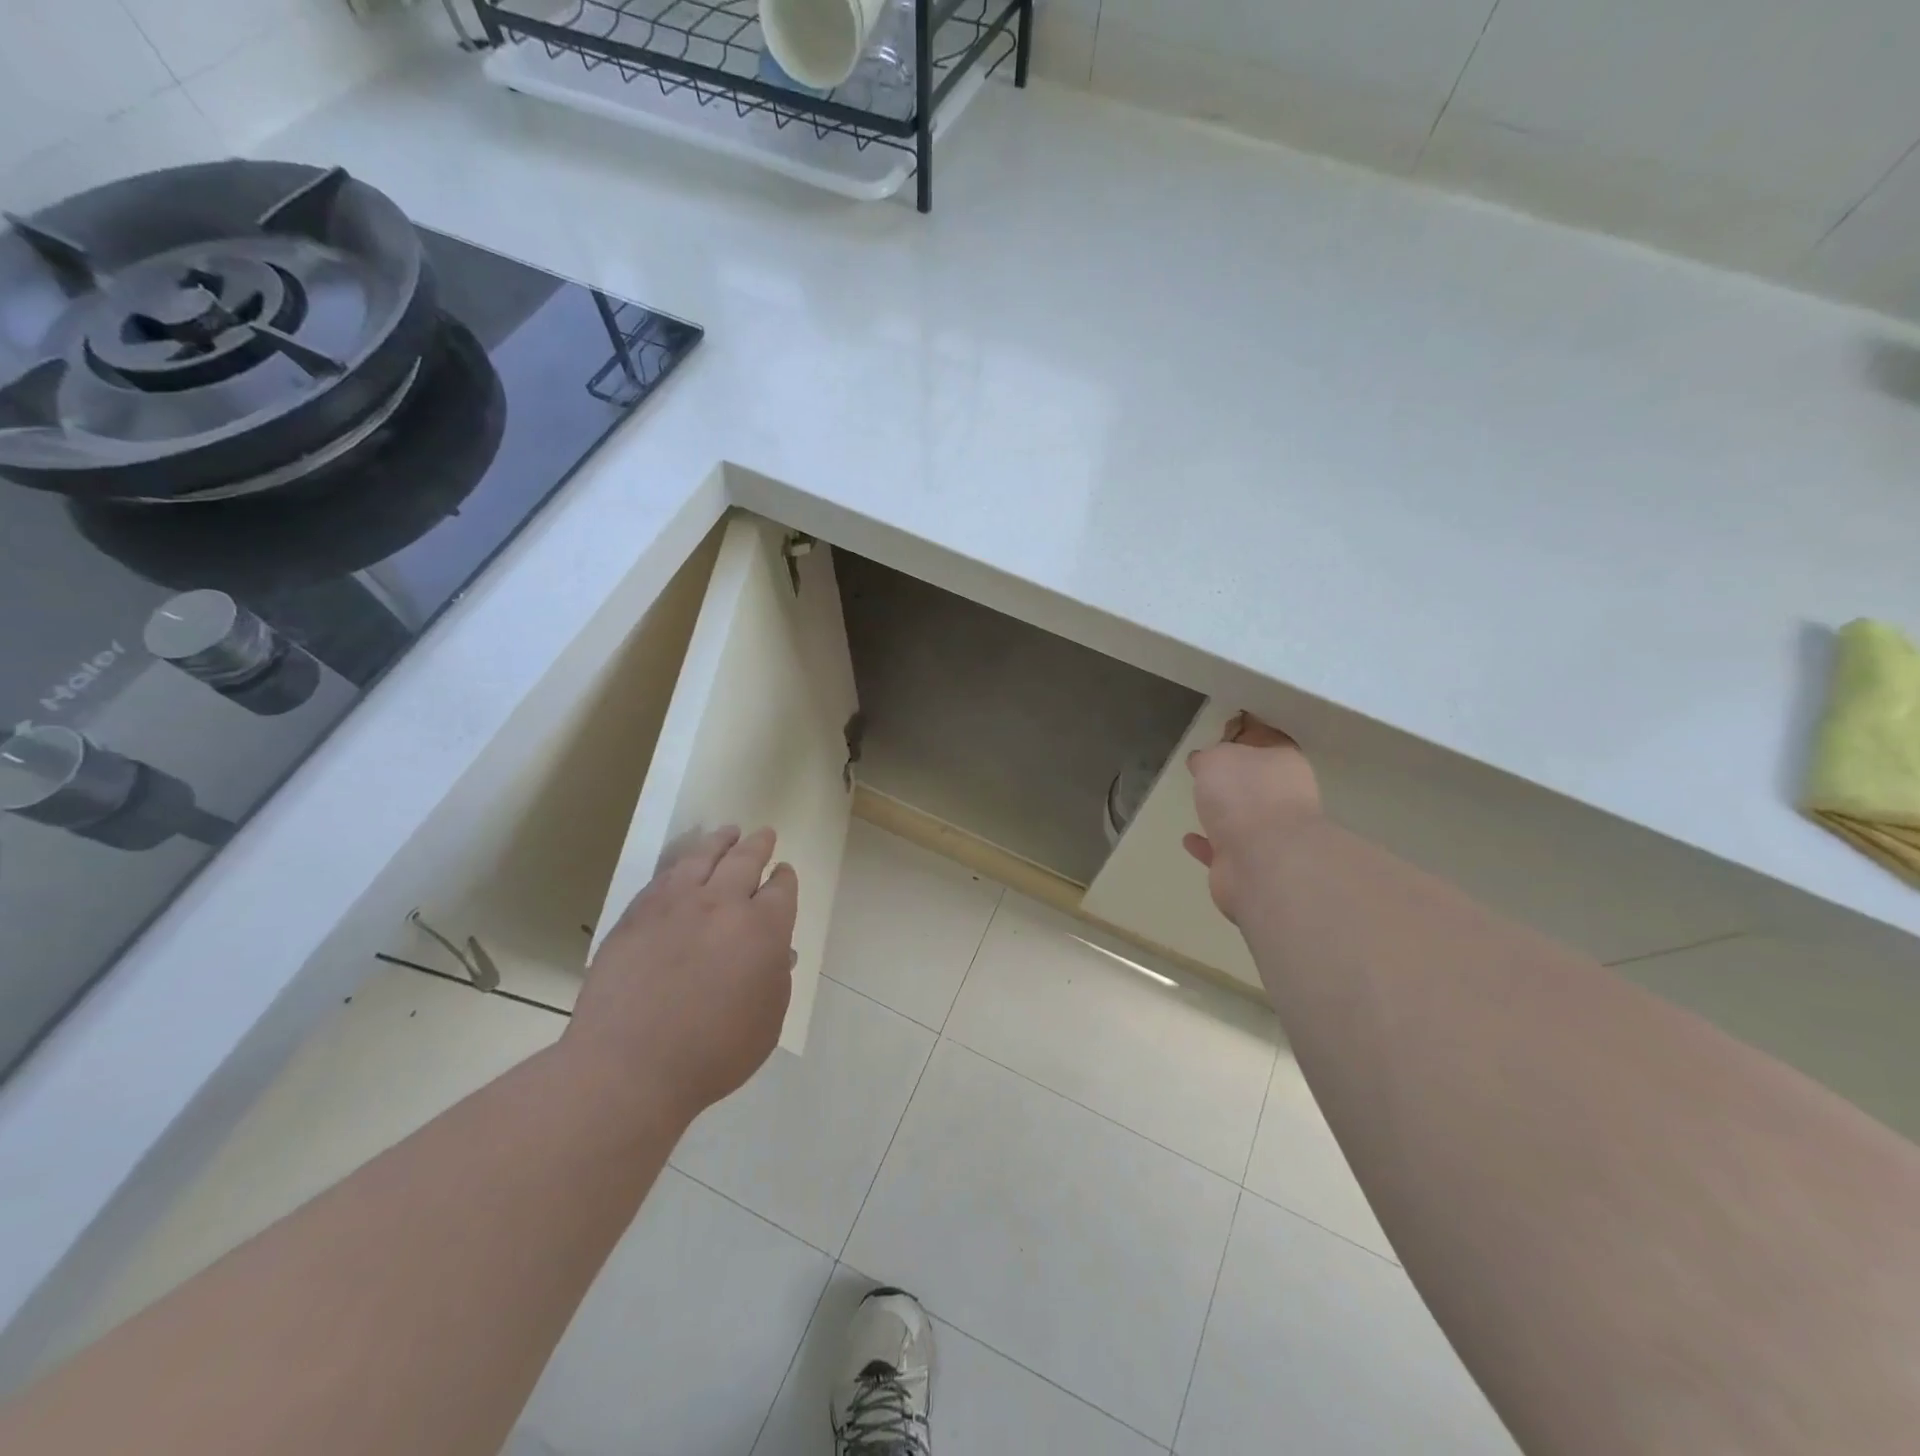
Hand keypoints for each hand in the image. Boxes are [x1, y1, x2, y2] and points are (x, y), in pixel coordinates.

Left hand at [562, 826, 796, 1126]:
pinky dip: (682, 864)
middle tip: (764, 834)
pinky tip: (684, 865)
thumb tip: (777, 952)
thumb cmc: (712, 1053)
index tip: (784, 872)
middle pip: (745, 860)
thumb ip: (777, 978)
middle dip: (759, 845)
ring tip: (728, 832)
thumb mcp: (767, 1022)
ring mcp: (676, 905)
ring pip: (703, 857)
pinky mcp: (637, 914)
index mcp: (763, 928)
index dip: (785, 878)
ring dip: (720, 841)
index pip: (781, 889)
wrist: (629, 1067)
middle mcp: (723, 904)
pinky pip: (665, 877)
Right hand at [1183, 713, 1319, 922]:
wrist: (1262, 861)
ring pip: (1244, 819)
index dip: (1244, 740)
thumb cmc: (1243, 795)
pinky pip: (1224, 851)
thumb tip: (1203, 761)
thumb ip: (1209, 757)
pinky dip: (1208, 845)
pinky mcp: (1252, 867)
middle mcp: (1284, 799)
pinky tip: (1189, 839)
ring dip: (1223, 816)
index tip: (1220, 739)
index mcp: (1283, 765)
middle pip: (1256, 784)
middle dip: (1235, 781)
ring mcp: (1272, 837)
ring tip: (1198, 807)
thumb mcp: (1217, 759)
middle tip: (1206, 775)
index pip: (1266, 744)